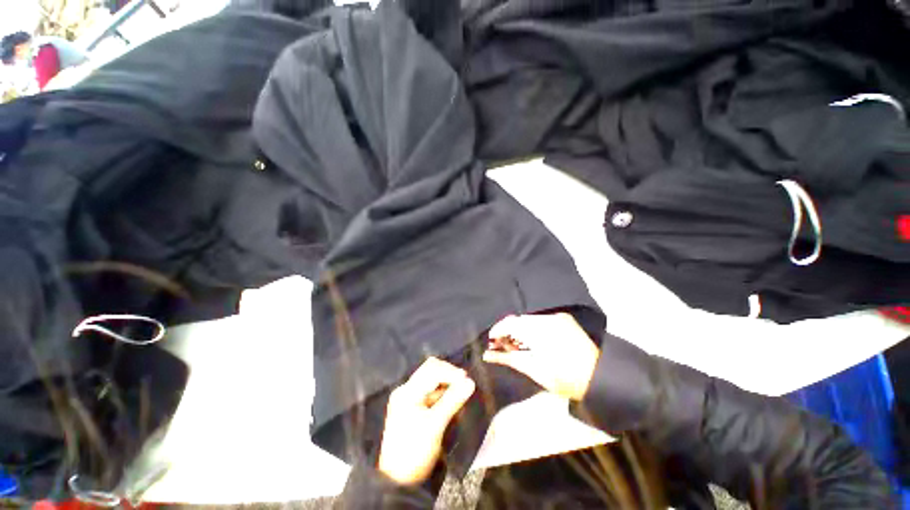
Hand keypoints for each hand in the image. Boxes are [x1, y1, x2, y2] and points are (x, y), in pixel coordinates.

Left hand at [377, 357, 475, 484]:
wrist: (398, 481)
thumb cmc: (415, 451)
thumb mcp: (435, 425)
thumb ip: (452, 400)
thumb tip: (470, 382)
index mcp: (407, 391)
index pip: (431, 370)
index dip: (450, 372)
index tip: (467, 381)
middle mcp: (406, 390)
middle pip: (430, 371)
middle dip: (448, 375)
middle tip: (464, 385)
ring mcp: (408, 398)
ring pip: (431, 382)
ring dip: (446, 385)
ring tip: (459, 395)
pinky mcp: (412, 407)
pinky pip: (430, 393)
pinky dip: (441, 395)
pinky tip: (450, 402)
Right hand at [483, 313, 599, 400]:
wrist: (598, 378)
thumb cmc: (563, 379)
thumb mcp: (532, 370)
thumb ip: (508, 358)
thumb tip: (487, 354)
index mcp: (540, 331)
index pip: (511, 323)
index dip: (498, 330)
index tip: (491, 340)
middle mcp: (548, 318)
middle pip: (519, 319)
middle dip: (508, 330)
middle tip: (501, 345)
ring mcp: (557, 317)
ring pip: (529, 319)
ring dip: (519, 329)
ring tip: (515, 344)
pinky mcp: (563, 318)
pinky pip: (540, 319)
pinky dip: (531, 327)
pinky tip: (530, 339)